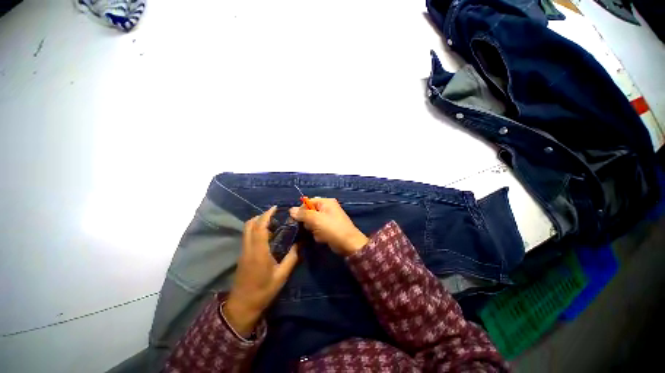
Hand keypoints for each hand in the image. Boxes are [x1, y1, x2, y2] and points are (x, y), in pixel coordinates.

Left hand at [223, 206, 298, 337]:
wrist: (242, 306)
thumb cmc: (263, 291)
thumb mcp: (281, 276)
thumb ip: (291, 258)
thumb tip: (298, 244)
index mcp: (258, 252)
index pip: (259, 227)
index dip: (266, 215)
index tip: (275, 208)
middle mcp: (248, 248)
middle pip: (249, 225)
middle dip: (261, 216)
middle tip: (275, 215)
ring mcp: (243, 251)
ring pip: (246, 230)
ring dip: (258, 222)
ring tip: (272, 223)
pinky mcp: (242, 255)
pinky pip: (247, 236)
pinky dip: (255, 229)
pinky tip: (267, 235)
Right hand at [289, 198, 367, 255]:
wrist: (348, 244)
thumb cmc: (332, 228)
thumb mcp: (315, 219)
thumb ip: (302, 214)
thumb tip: (291, 210)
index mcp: (326, 202)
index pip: (308, 202)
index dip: (301, 210)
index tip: (297, 219)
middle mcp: (327, 208)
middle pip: (310, 212)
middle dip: (309, 222)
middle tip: (312, 227)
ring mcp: (329, 218)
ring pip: (312, 222)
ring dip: (313, 229)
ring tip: (319, 234)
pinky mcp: (329, 227)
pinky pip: (318, 229)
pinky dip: (318, 234)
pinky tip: (323, 238)